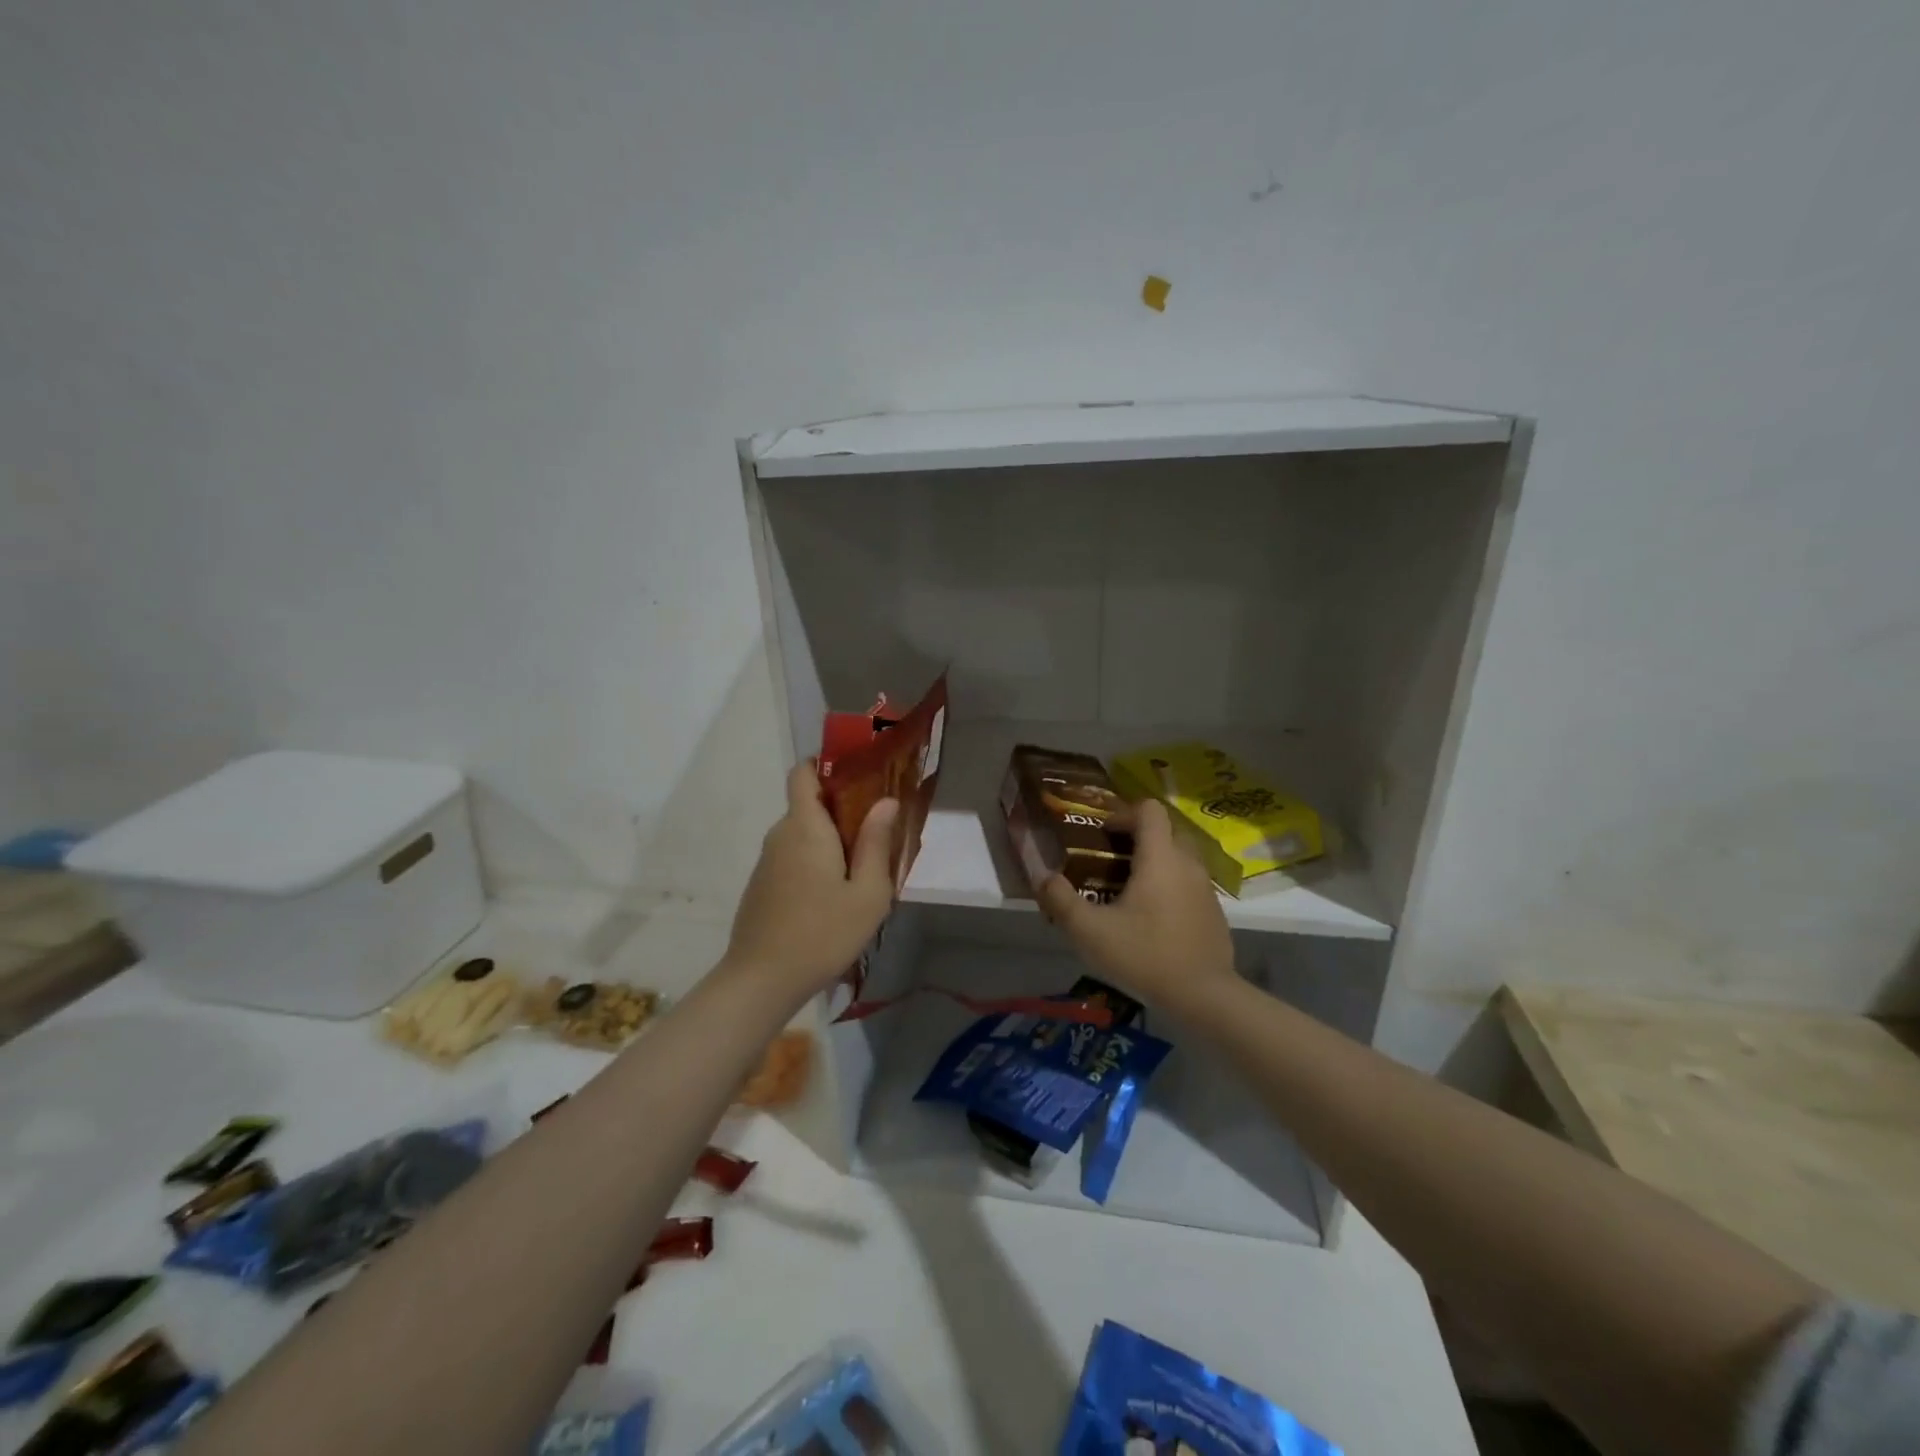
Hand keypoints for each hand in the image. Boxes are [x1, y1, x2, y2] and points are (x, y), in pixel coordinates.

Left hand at [724, 761, 898, 997]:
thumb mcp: (868, 894)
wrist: (761, 981)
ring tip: (861, 870)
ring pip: (802, 835)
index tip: (857, 775)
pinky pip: (792, 858)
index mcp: (806, 827)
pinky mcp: (762, 886)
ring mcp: (767, 861)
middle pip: (808, 805)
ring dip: (829, 841)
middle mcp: (781, 835)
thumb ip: (876, 843)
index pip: (803, 773)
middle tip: (877, 833)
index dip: (825, 763)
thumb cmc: (823, 933)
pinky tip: (833, 896)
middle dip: (841, 810)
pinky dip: (814, 862)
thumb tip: (886, 801)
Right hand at [1039, 798, 1235, 1009]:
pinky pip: (1190, 883)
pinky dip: (1171, 886)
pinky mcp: (1214, 911)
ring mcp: (1206, 887)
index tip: (1104, 835)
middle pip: (1166, 830)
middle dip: (1139, 837)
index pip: (1149, 810)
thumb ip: (1061, 901)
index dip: (1124, 814)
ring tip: (1129, 890)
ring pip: (1180, 857)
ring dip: (1156, 862)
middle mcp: (1187, 863)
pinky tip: (1153, 918)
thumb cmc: (1145, 955)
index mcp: (1160, 858)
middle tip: (1112, 860)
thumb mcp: (1090, 931)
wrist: (1204, 996)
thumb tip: (1043, 878)